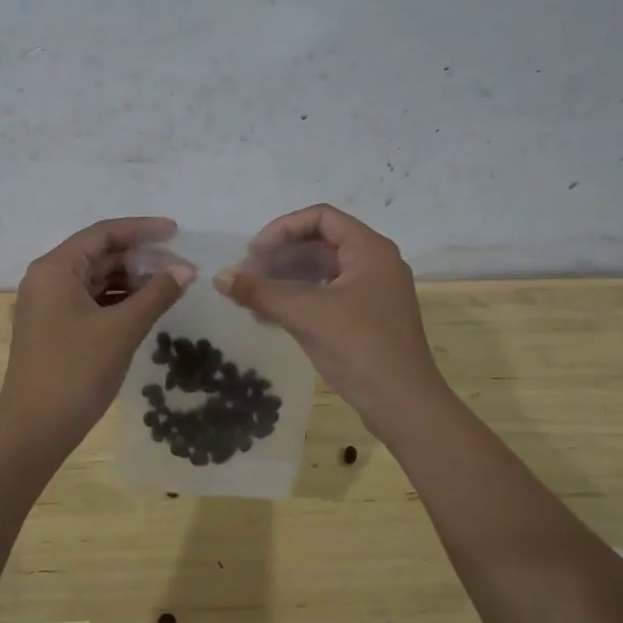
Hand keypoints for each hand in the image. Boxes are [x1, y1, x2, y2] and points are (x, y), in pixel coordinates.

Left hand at [0, 217, 194, 453]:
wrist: (33, 430)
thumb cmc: (75, 372)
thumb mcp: (121, 330)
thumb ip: (156, 295)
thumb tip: (186, 270)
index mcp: (55, 269)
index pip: (102, 234)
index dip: (141, 229)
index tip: (176, 232)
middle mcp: (47, 279)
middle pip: (98, 254)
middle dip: (139, 257)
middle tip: (180, 265)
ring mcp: (49, 305)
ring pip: (96, 279)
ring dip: (131, 280)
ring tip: (170, 285)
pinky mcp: (55, 327)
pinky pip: (91, 301)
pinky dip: (119, 300)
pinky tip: (146, 307)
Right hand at [215, 204, 446, 428]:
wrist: (403, 404)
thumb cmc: (358, 347)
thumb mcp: (305, 315)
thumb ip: (260, 292)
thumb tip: (219, 276)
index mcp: (370, 249)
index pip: (321, 217)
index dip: (282, 228)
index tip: (254, 251)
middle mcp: (375, 263)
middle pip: (320, 243)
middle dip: (280, 256)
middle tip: (247, 275)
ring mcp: (374, 291)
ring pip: (323, 271)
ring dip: (286, 279)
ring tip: (252, 297)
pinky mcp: (368, 317)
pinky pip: (329, 295)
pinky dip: (300, 299)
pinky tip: (269, 316)